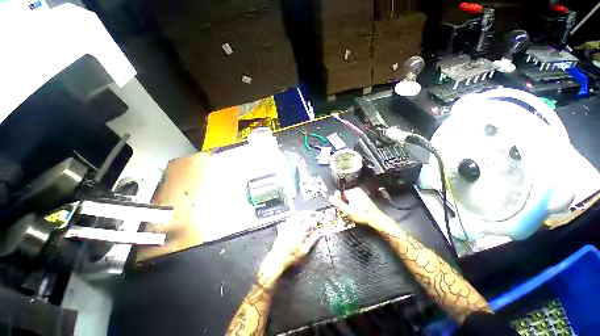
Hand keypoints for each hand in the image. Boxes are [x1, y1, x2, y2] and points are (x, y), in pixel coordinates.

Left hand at [261, 211, 320, 276]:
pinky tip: (298, 217)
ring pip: (296, 215)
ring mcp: (287, 225)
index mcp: (299, 231)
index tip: (319, 217)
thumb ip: (312, 240)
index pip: (309, 220)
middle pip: (302, 215)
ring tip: (308, 213)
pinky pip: (291, 218)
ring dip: (303, 213)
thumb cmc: (292, 256)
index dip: (315, 218)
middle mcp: (293, 226)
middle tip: (314, 213)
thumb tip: (318, 232)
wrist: (277, 258)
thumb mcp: (304, 250)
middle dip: (309, 212)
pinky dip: (296, 215)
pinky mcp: (283, 226)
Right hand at [328, 188, 390, 230]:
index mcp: (352, 191)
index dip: (339, 200)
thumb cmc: (361, 215)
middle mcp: (357, 190)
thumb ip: (338, 203)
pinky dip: (354, 204)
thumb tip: (330, 197)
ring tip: (352, 211)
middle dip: (344, 202)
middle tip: (346, 211)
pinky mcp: (365, 197)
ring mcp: (361, 193)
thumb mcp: (347, 210)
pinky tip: (357, 210)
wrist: (376, 219)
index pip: (341, 193)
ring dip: (349, 204)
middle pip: (345, 195)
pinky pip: (355, 199)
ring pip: (350, 198)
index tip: (340, 207)